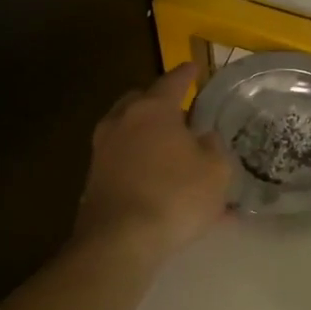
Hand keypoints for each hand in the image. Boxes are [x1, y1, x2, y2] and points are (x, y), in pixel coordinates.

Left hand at [74, 64, 229, 265]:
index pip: (172, 81)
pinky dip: (140, 164)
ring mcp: (103, 151)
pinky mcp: (94, 180)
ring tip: (171, 151)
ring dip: (148, 136)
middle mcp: (122, 122)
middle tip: (180, 112)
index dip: (187, 74)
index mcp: (153, 110)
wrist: (119, 242)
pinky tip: (161, 185)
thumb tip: (204, 138)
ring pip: (128, 132)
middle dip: (159, 103)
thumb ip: (213, 147)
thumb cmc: (176, 196)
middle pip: (140, 101)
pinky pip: (124, 162)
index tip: (195, 67)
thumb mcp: (216, 170)